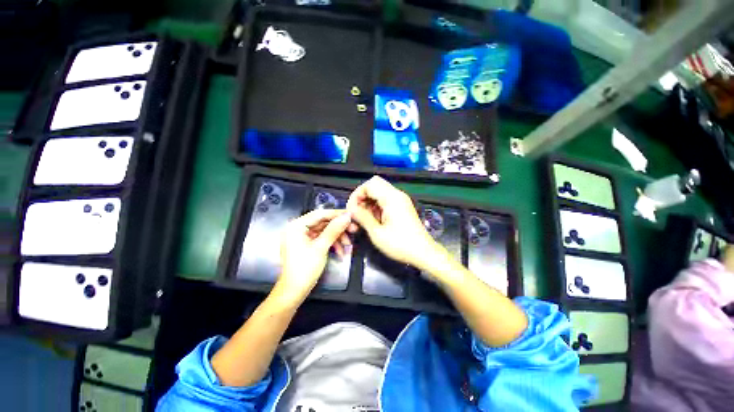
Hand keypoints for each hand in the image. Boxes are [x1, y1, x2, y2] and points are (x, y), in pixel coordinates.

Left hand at [277, 209, 352, 302]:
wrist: (294, 292)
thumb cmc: (304, 268)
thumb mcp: (321, 247)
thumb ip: (334, 230)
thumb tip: (347, 216)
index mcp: (296, 226)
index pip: (320, 214)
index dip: (337, 214)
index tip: (351, 215)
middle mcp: (298, 228)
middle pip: (323, 222)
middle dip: (339, 228)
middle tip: (354, 229)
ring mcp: (302, 237)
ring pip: (324, 231)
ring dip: (337, 237)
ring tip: (349, 244)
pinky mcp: (306, 244)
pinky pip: (321, 239)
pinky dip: (332, 243)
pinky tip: (341, 251)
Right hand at [346, 176, 439, 270]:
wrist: (423, 253)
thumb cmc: (400, 244)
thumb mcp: (377, 233)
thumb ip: (362, 217)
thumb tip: (351, 209)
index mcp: (392, 198)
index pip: (369, 184)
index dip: (357, 194)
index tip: (351, 209)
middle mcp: (397, 195)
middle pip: (374, 185)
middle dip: (362, 197)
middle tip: (356, 213)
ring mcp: (401, 200)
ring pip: (379, 192)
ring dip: (369, 202)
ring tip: (364, 219)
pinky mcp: (402, 206)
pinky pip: (385, 199)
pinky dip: (376, 206)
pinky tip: (374, 219)